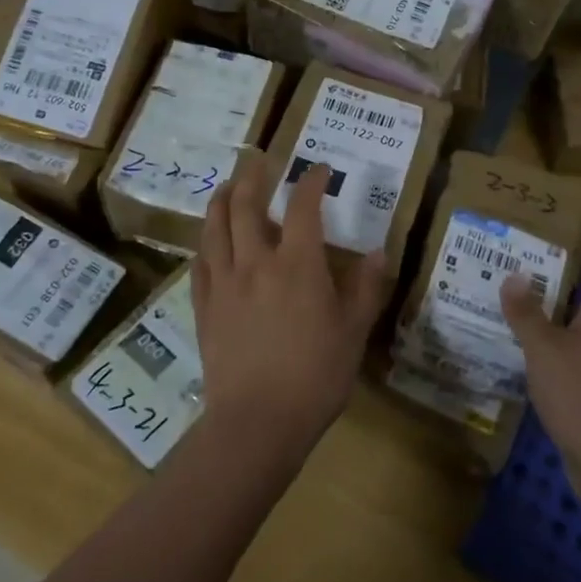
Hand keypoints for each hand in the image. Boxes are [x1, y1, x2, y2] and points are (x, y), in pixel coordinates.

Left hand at [192, 158, 389, 461]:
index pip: (304, 207)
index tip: (318, 169)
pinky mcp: (204, 305)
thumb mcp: (353, 332)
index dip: (311, 181)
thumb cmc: (315, 376)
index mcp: (298, 264)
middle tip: (259, 160)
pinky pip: (200, 262)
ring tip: (229, 186)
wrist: (257, 421)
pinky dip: (206, 241)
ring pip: (216, 226)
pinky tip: (210, 240)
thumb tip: (380, 252)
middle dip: (254, 176)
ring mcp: (224, 282)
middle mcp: (256, 262)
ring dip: (223, 199)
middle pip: (247, 205)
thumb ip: (366, 288)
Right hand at [501, 272, 580, 504]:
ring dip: (551, 339)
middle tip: (518, 294)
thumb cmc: (577, 394)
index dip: (575, 272)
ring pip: (576, 348)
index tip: (546, 262)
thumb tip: (516, 274)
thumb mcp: (543, 348)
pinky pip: (573, 377)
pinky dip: (553, 370)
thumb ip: (527, 313)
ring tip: (516, 331)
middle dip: (554, 305)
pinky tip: (530, 375)